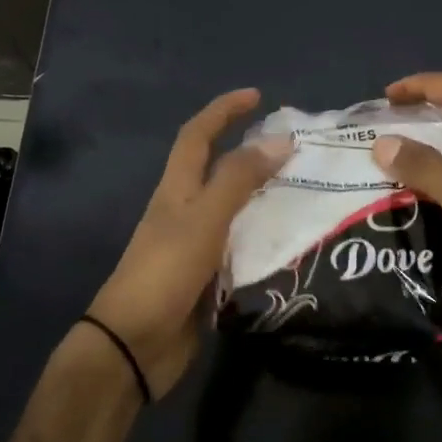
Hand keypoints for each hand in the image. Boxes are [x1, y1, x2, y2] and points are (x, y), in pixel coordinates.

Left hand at [87, 88, 292, 398]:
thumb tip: (278, 140)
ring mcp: (197, 246)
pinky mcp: (209, 277)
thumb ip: (239, 180)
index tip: (256, 96)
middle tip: (296, 149)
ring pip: (235, 209)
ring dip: (264, 196)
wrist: (135, 345)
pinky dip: (265, 237)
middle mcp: (186, 211)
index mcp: (177, 190)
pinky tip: (294, 243)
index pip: (198, 136)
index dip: (223, 110)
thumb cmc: (164, 273)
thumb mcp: (203, 219)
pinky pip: (242, 246)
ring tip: (306, 191)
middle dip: (252, 152)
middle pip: (219, 170)